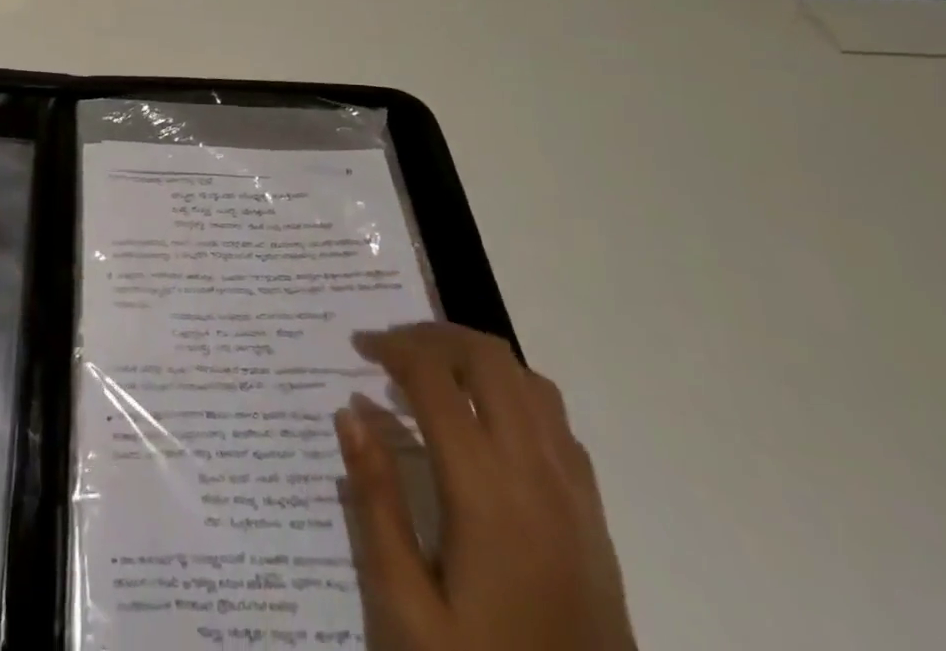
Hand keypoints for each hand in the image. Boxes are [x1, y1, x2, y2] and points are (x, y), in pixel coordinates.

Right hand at [335, 324, 636, 650]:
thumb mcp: (408, 609)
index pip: (436, 380)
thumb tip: (350, 414)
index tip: (359, 346)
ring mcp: (575, 493)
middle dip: (434, 337)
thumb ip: (377, 503)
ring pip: (529, 380)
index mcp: (487, 492)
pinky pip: (555, 420)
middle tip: (391, 350)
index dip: (393, 348)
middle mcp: (537, 474)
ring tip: (432, 373)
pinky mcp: (594, 515)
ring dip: (475, 358)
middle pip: (489, 360)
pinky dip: (512, 391)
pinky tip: (484, 420)